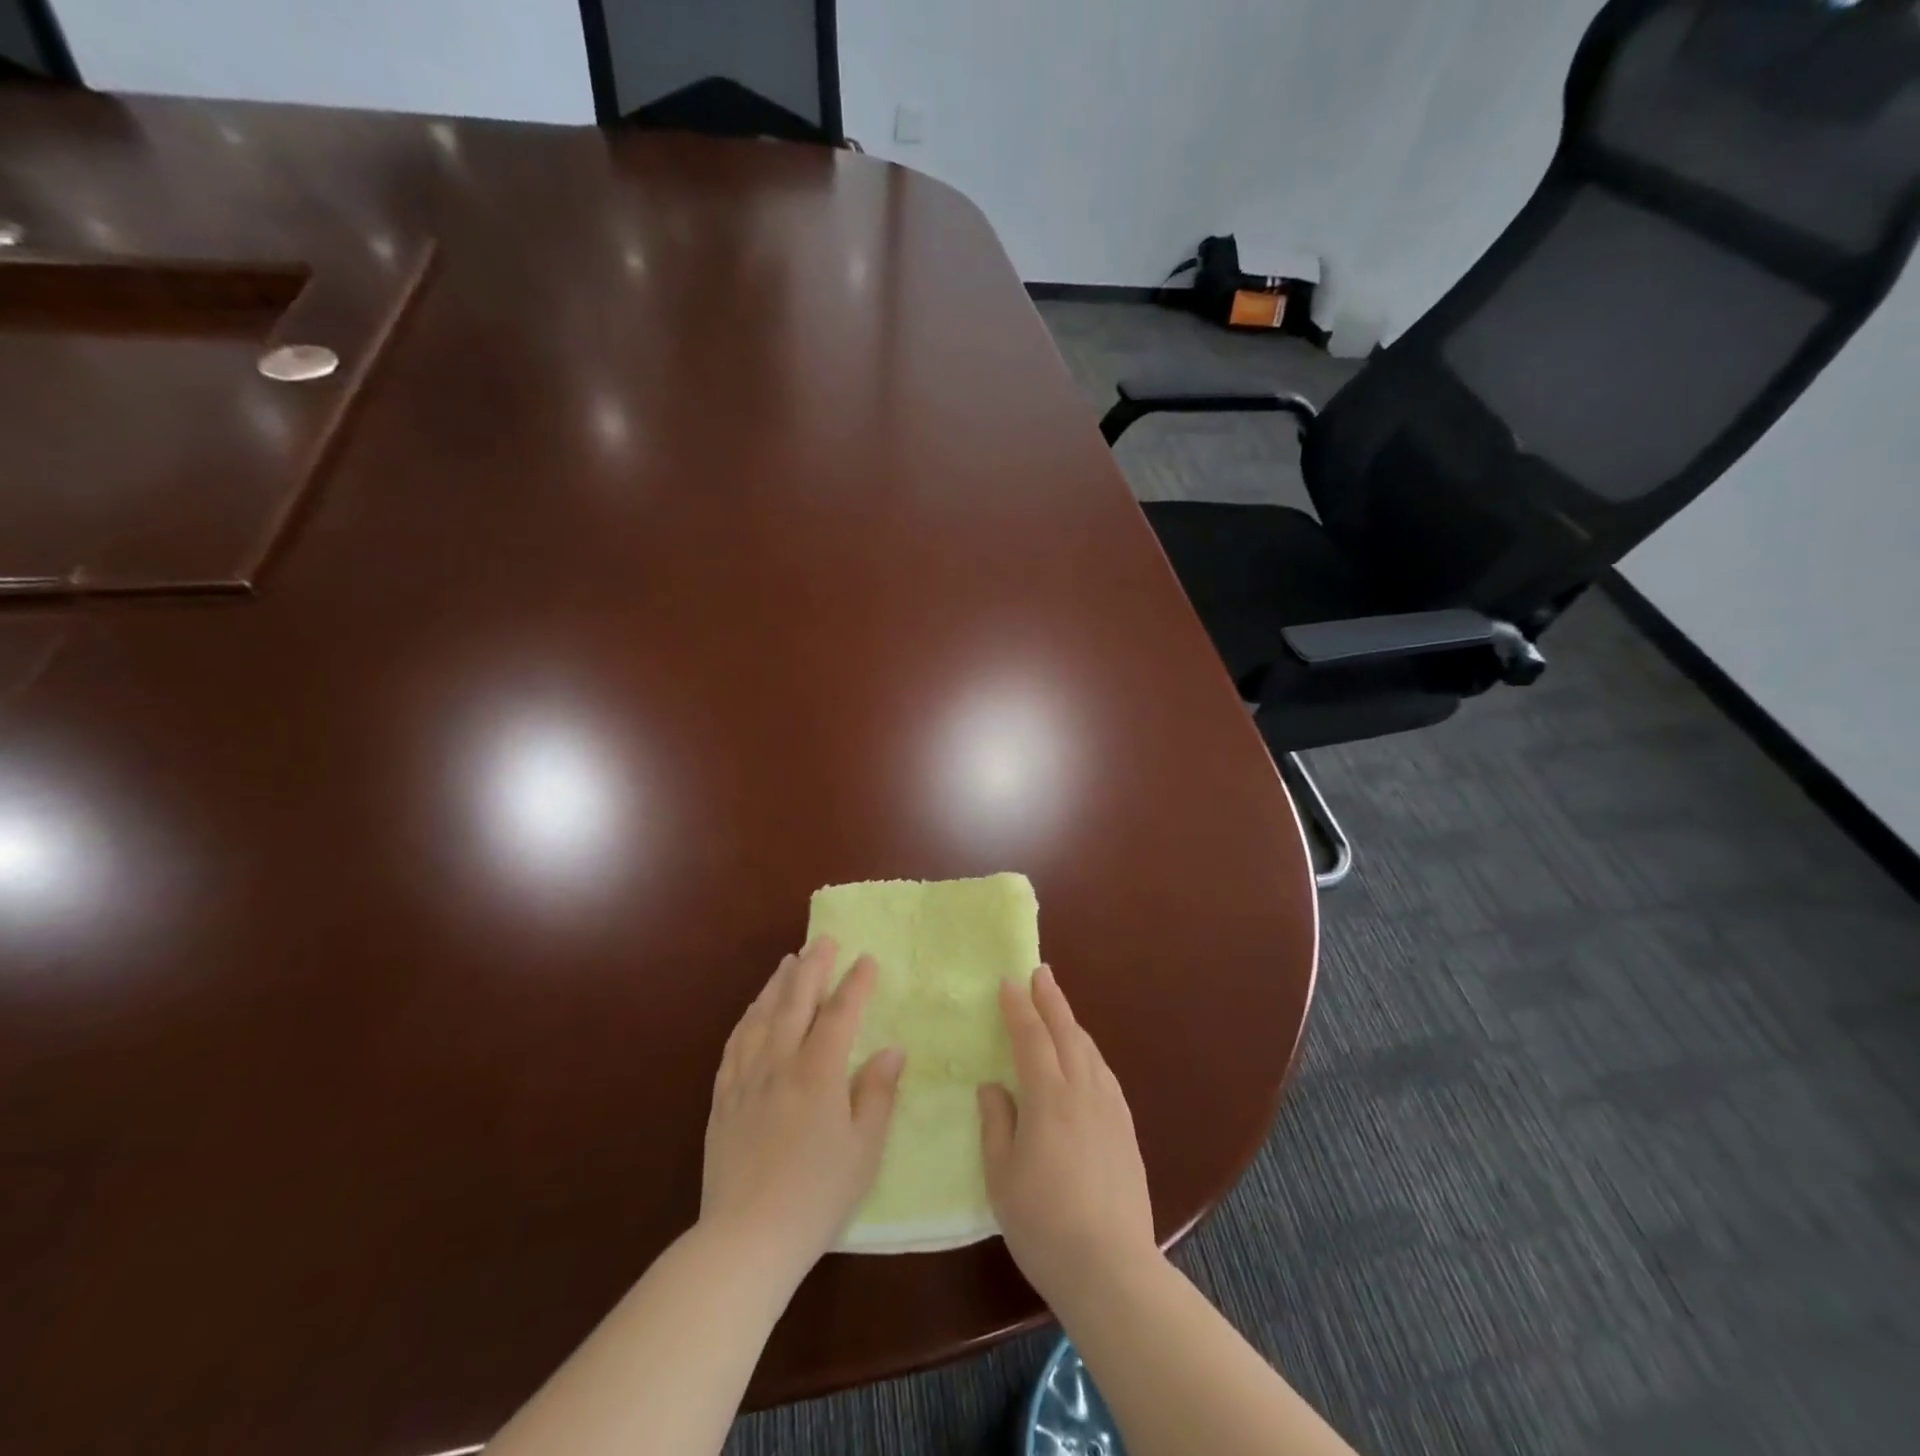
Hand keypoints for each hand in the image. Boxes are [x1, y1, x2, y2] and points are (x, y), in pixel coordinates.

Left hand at [701, 938, 904, 1280]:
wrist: (746, 1238)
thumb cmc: (817, 1195)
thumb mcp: (864, 1149)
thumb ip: (877, 1093)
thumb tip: (891, 1049)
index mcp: (818, 1073)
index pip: (839, 1014)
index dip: (855, 983)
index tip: (867, 958)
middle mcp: (780, 1063)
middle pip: (796, 1002)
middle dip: (813, 967)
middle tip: (823, 941)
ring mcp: (746, 1079)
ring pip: (762, 1016)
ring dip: (778, 984)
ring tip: (789, 962)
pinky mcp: (723, 1099)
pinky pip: (735, 1044)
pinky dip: (748, 1018)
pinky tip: (752, 1011)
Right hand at [978, 965, 1157, 1306]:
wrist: (1110, 1267)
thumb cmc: (1043, 1222)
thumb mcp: (1001, 1175)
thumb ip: (996, 1123)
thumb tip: (993, 1086)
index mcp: (1048, 1098)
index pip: (1032, 1039)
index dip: (1019, 1008)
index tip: (1008, 982)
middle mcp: (1083, 1092)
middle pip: (1067, 1033)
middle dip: (1052, 1000)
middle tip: (1041, 972)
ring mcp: (1110, 1110)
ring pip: (1090, 1051)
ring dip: (1072, 1024)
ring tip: (1060, 1009)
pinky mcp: (1126, 1130)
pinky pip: (1105, 1075)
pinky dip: (1090, 1053)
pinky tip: (1086, 1059)